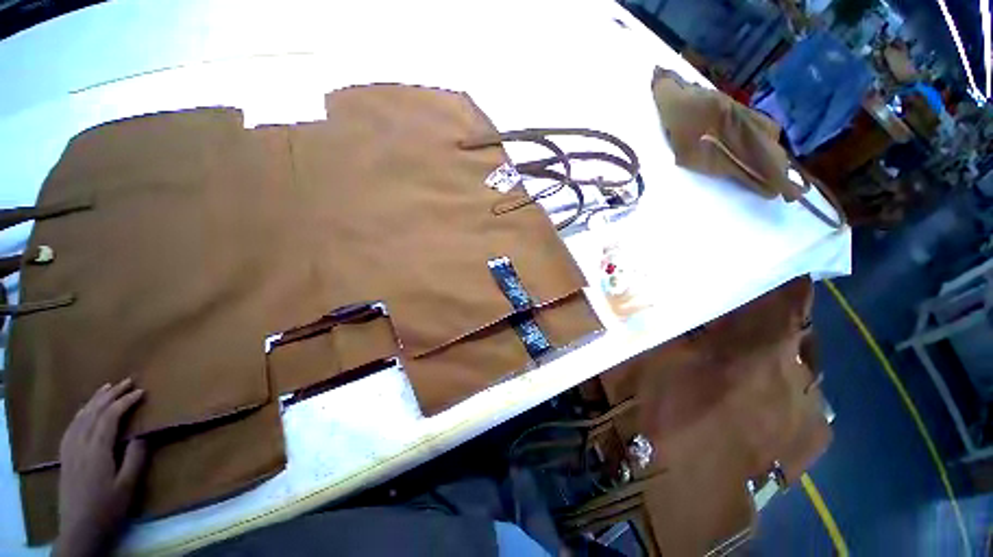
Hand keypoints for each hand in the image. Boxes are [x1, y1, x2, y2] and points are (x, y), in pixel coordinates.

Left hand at [53, 379, 146, 556]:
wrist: (79, 518)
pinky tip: (87, 409)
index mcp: (99, 443)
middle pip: (98, 405)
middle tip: (127, 381)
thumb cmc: (105, 509)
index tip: (140, 391)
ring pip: (85, 408)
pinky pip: (77, 417)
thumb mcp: (125, 492)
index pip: (113, 413)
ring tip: (108, 388)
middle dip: (113, 392)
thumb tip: (142, 437)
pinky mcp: (66, 443)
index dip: (126, 401)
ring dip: (98, 397)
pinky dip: (85, 407)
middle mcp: (84, 432)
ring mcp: (72, 436)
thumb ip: (133, 463)